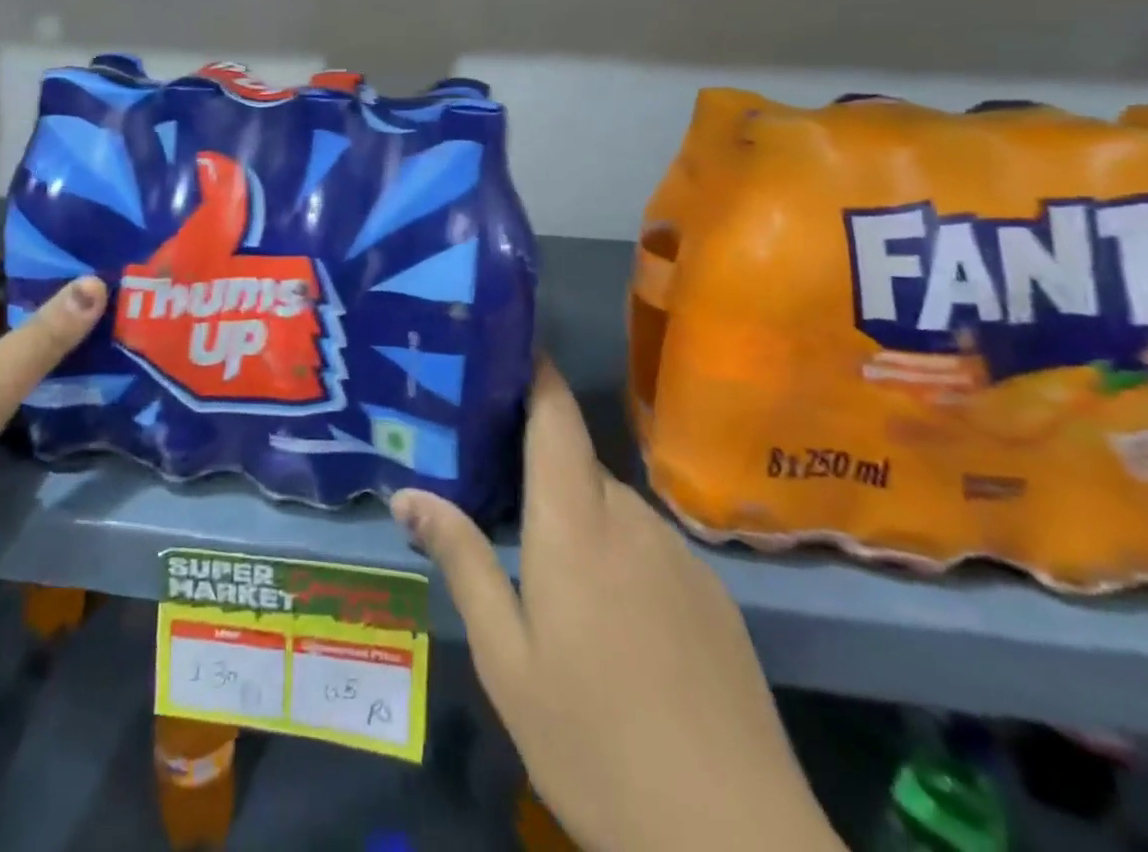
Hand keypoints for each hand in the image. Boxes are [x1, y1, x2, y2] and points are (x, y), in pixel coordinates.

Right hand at [391, 361, 842, 851]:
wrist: (740, 848)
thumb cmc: (596, 742)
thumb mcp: (506, 659)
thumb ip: (462, 561)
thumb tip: (408, 493)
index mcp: (575, 521)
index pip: (556, 414)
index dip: (534, 370)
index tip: (501, 346)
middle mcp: (631, 518)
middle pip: (575, 462)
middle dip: (534, 464)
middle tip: (488, 488)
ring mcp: (680, 555)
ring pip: (610, 507)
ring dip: (574, 517)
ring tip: (542, 567)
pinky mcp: (713, 595)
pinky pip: (647, 545)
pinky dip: (615, 553)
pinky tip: (607, 621)